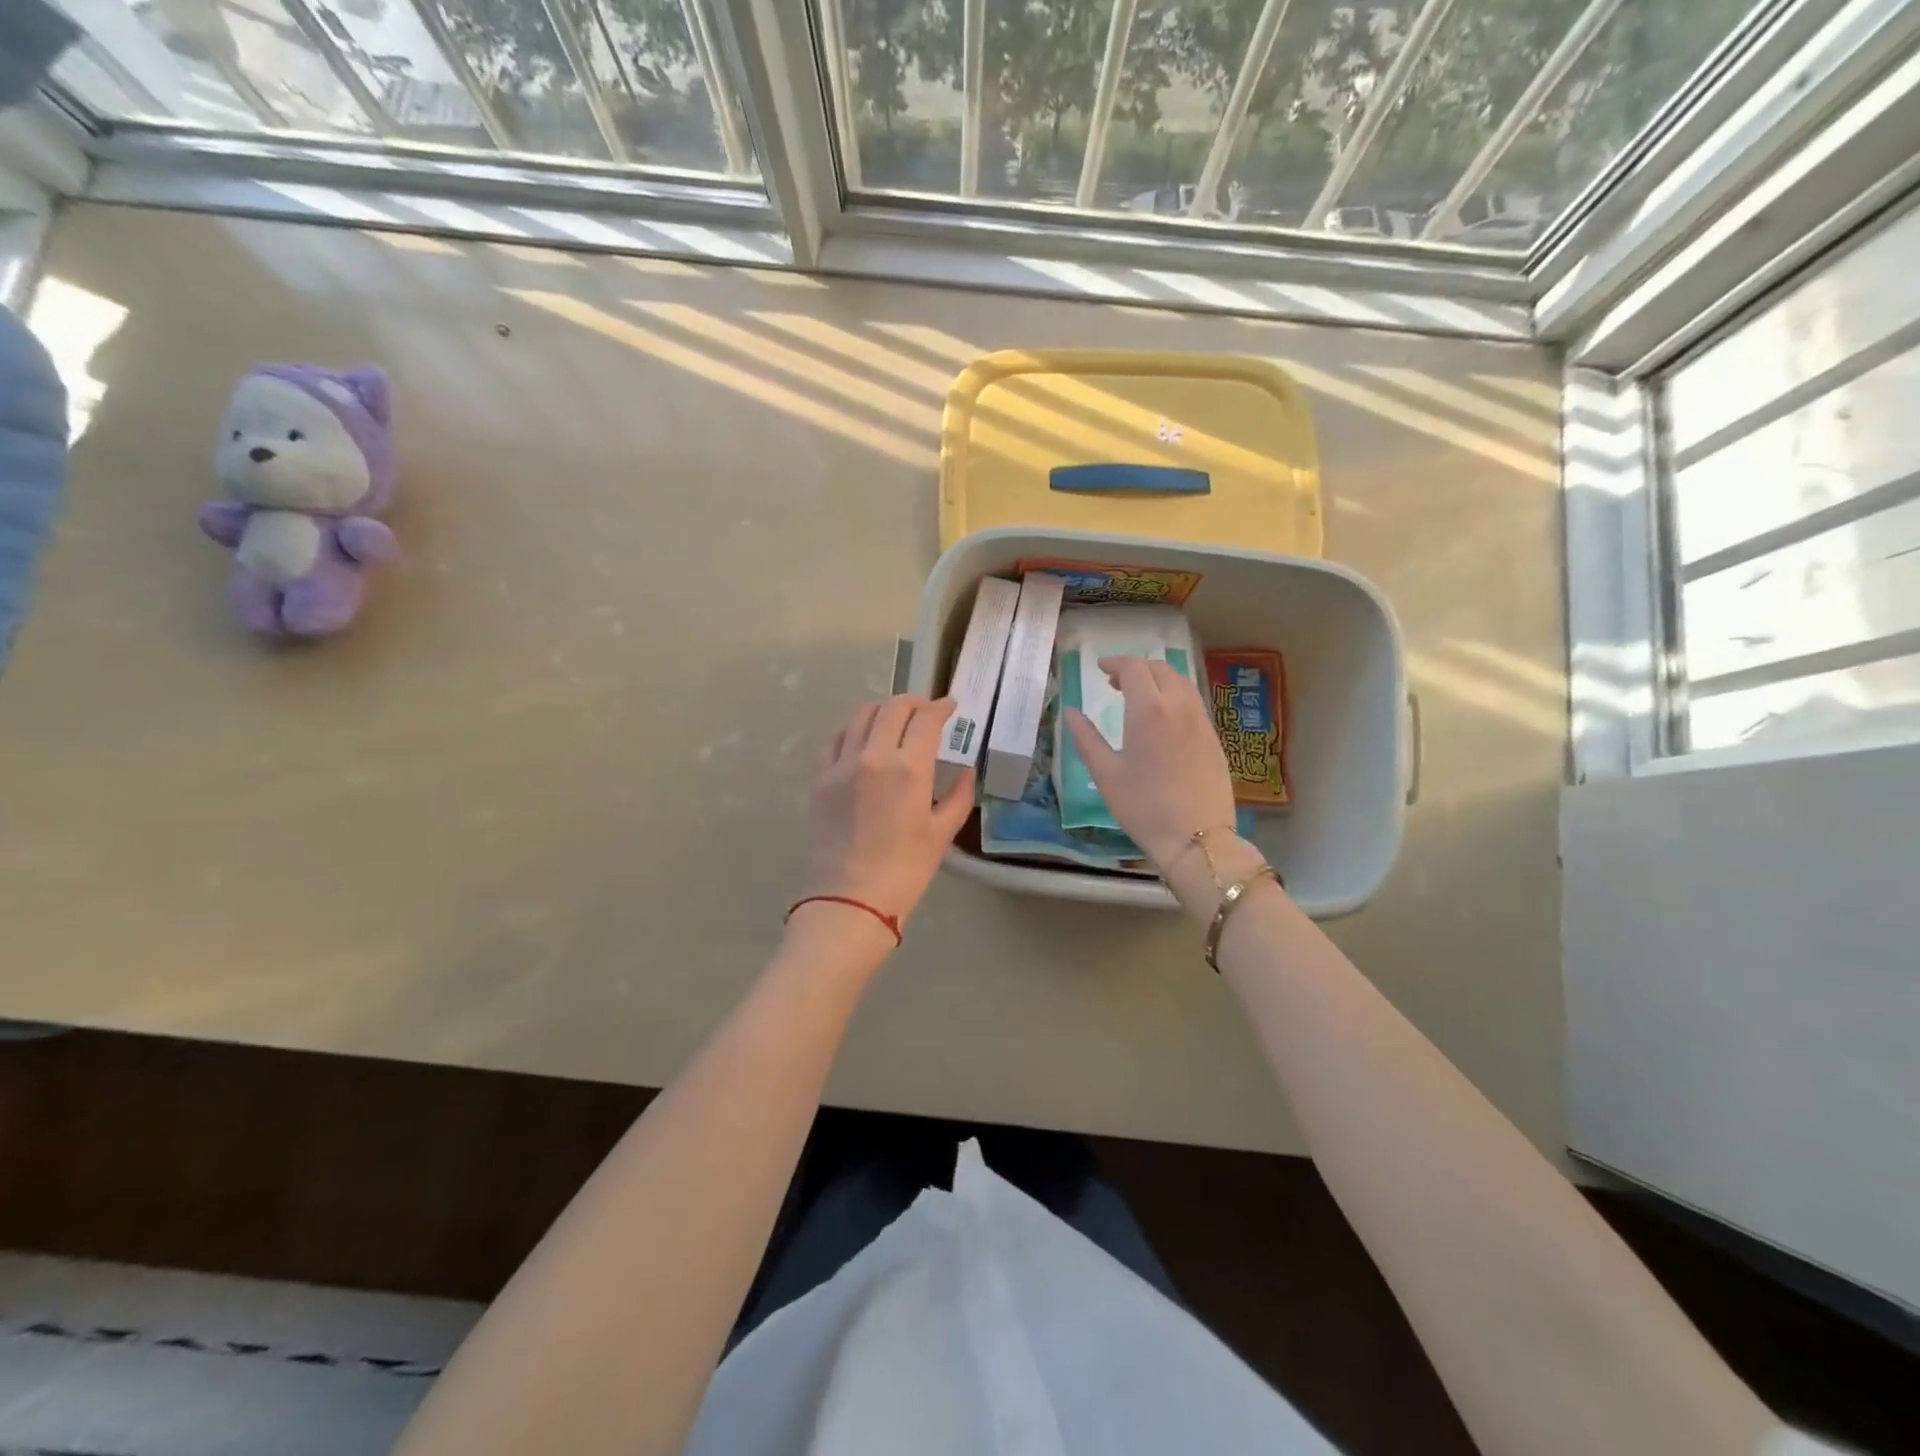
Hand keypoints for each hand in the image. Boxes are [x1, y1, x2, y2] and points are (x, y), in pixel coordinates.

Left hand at [800, 696, 974, 948]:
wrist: (850, 900)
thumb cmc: (905, 871)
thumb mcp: (942, 833)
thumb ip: (959, 795)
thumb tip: (966, 770)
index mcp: (909, 768)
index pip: (926, 719)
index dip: (941, 707)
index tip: (951, 707)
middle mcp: (873, 756)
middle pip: (893, 708)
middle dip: (914, 703)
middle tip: (926, 712)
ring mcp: (841, 765)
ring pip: (861, 716)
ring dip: (883, 711)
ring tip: (895, 721)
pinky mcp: (819, 778)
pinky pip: (834, 739)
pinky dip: (851, 730)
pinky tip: (860, 740)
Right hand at [1064, 655, 1238, 869]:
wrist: (1197, 838)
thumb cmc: (1143, 807)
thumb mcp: (1105, 774)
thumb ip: (1086, 738)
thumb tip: (1070, 712)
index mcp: (1148, 710)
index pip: (1134, 668)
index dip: (1116, 663)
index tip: (1101, 668)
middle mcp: (1179, 706)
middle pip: (1161, 669)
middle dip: (1137, 668)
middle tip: (1116, 683)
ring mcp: (1201, 722)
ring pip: (1182, 683)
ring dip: (1159, 680)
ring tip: (1140, 697)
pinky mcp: (1214, 739)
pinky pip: (1193, 703)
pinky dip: (1175, 697)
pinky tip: (1163, 720)